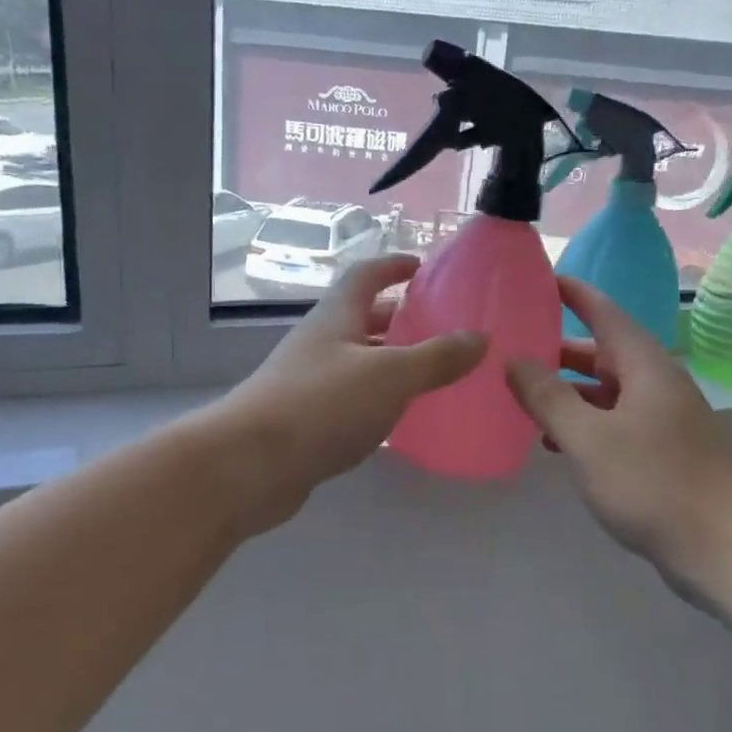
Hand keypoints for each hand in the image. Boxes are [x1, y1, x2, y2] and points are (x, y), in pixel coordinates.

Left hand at [209, 255, 485, 533]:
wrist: (250, 465)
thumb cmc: (321, 405)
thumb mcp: (389, 376)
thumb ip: (436, 358)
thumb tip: (480, 338)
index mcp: (335, 318)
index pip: (365, 276)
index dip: (392, 266)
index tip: (421, 266)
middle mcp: (319, 344)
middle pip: (361, 319)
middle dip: (398, 318)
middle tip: (440, 327)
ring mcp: (308, 383)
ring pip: (356, 362)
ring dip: (389, 362)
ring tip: (431, 373)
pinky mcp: (305, 422)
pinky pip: (349, 400)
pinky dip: (376, 401)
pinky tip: (398, 419)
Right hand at [505, 277, 731, 576]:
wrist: (724, 547)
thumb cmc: (653, 483)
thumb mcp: (588, 439)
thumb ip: (548, 398)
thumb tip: (515, 360)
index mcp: (645, 367)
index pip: (605, 314)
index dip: (574, 294)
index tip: (540, 278)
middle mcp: (657, 385)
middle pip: (604, 354)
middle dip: (559, 350)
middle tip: (514, 347)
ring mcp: (663, 420)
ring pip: (607, 392)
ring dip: (568, 392)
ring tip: (523, 397)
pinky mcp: (664, 453)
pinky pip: (615, 423)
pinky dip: (584, 424)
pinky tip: (555, 443)